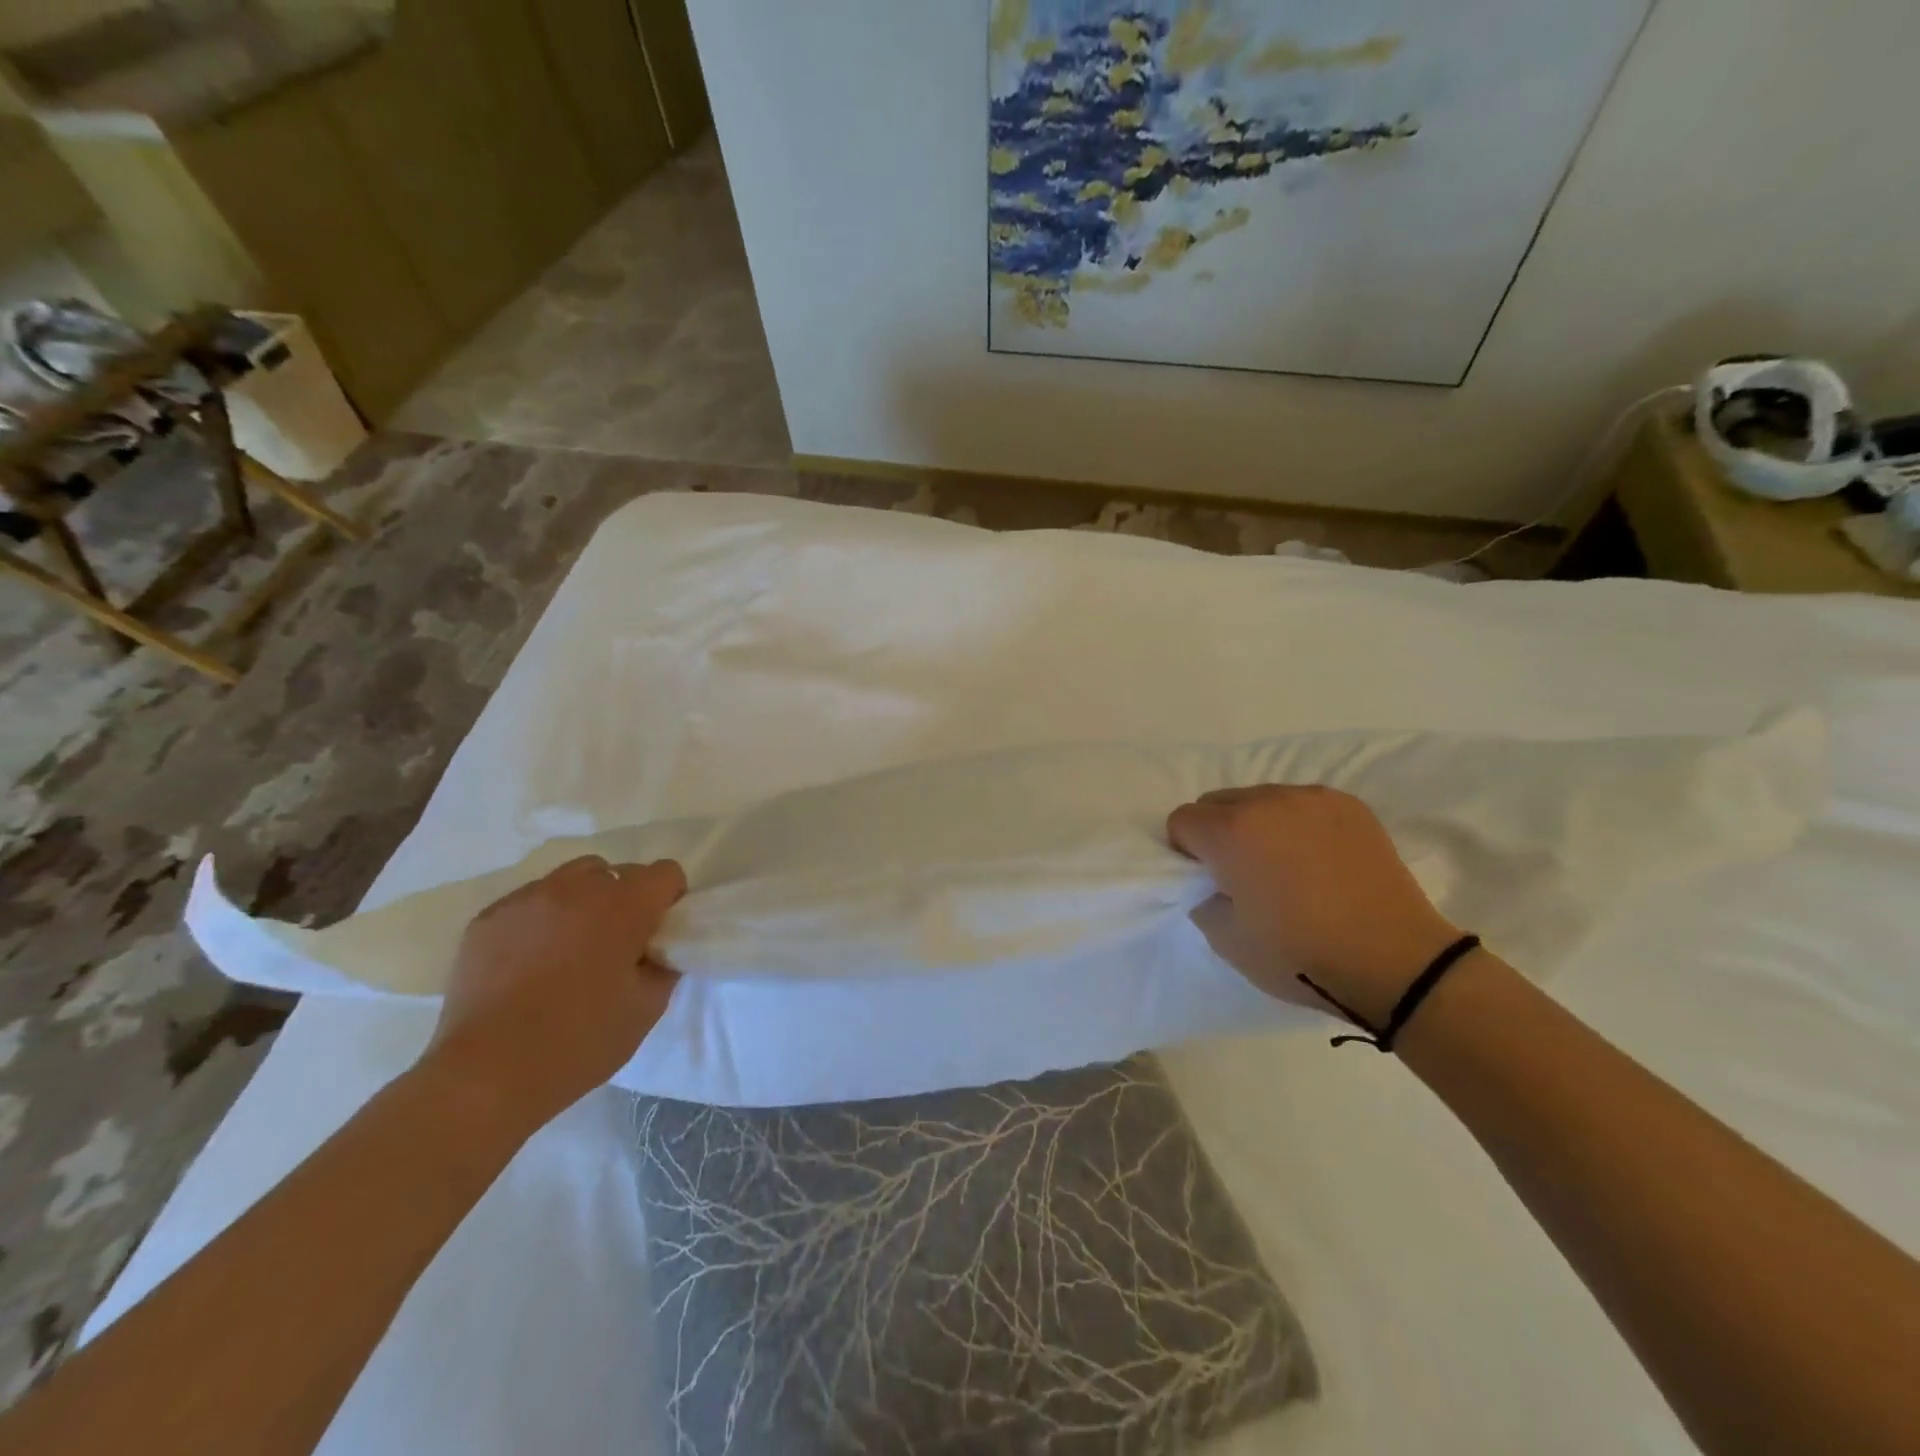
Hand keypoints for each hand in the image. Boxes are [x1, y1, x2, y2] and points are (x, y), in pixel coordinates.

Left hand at [421, 855, 685, 1128]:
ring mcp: (527, 899)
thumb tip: (657, 949)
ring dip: (581, 902)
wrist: (485, 1075)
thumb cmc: (578, 1043)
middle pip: (616, 871)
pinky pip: (528, 902)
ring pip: (569, 879)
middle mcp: (577, 889)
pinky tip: (529, 962)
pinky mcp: (487, 918)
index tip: (658, 931)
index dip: (669, 898)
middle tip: (615, 943)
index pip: (665, 872)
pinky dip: (539, 919)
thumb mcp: (647, 1009)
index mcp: (624, 907)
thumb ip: (663, 965)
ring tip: (569, 947)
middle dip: (624, 898)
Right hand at [1167, 786, 1459, 1028]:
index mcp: (1231, 831)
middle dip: (1217, 832)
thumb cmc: (1300, 954)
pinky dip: (1296, 824)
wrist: (1394, 961)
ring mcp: (1311, 798)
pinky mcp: (1348, 805)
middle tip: (1243, 874)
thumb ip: (1201, 897)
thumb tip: (1212, 879)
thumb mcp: (1225, 939)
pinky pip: (1300, 803)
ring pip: (1259, 798)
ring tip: (1286, 866)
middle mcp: (1267, 801)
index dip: (1187, 852)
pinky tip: (1318, 859)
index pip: (1182, 820)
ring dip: (1257, 824)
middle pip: (1216, 801)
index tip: (1209, 880)